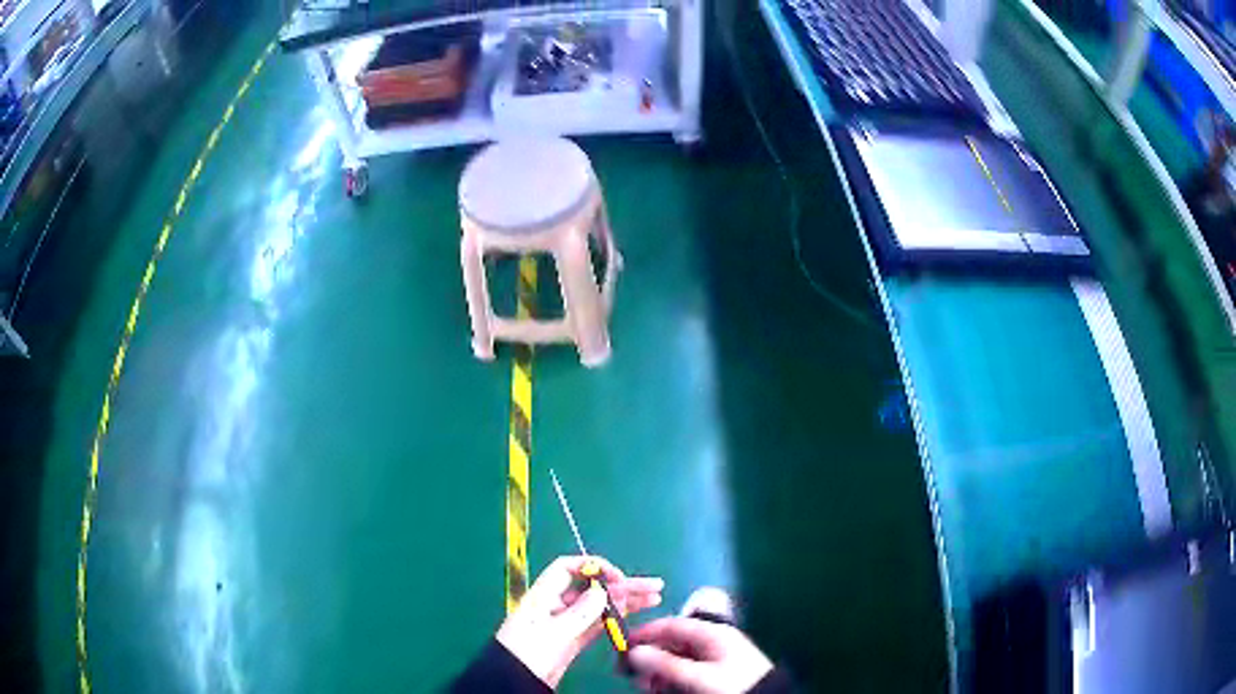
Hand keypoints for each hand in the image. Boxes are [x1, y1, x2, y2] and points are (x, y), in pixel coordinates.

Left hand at [496, 556, 663, 687]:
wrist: (515, 682)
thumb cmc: (527, 652)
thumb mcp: (552, 633)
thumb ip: (580, 613)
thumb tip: (603, 591)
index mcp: (543, 596)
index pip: (568, 568)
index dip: (594, 566)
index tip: (618, 577)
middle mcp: (556, 605)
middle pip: (591, 588)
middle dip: (622, 585)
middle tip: (654, 585)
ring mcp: (565, 623)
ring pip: (599, 606)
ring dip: (625, 601)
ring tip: (654, 598)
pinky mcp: (572, 640)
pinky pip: (597, 624)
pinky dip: (615, 618)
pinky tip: (634, 614)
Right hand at [629, 617, 772, 692]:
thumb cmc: (734, 685)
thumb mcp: (698, 677)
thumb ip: (665, 664)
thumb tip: (635, 652)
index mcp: (711, 633)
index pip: (670, 625)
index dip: (644, 633)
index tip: (622, 645)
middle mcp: (712, 641)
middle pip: (672, 643)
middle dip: (649, 657)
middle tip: (630, 673)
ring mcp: (716, 656)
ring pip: (677, 658)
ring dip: (658, 670)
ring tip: (646, 685)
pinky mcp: (717, 671)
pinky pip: (686, 669)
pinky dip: (670, 677)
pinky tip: (661, 688)